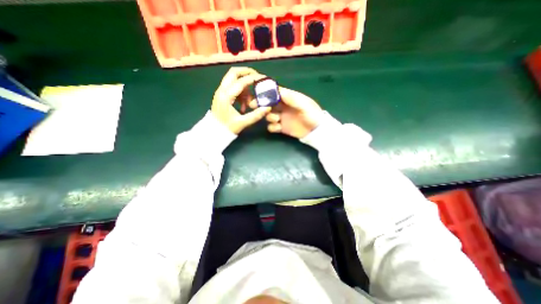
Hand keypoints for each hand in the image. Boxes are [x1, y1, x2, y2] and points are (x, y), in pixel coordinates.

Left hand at [211, 67, 269, 133]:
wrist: (214, 132)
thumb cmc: (227, 128)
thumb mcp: (242, 122)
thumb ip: (256, 115)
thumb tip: (268, 108)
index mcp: (226, 96)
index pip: (241, 81)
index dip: (254, 78)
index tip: (264, 79)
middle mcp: (222, 90)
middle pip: (234, 73)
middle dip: (247, 73)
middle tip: (257, 78)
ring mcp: (220, 92)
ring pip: (234, 80)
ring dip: (244, 86)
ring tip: (250, 101)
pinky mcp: (221, 95)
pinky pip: (233, 87)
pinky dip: (240, 92)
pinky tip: (244, 105)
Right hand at [250, 86, 324, 138]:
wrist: (316, 131)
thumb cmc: (313, 115)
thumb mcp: (304, 105)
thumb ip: (291, 98)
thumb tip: (278, 91)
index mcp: (289, 98)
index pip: (275, 93)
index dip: (266, 93)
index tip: (258, 94)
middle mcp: (283, 107)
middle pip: (268, 104)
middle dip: (261, 105)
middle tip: (254, 106)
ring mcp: (282, 118)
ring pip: (268, 115)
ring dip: (269, 116)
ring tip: (276, 119)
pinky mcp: (281, 128)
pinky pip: (271, 127)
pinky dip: (272, 127)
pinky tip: (278, 127)